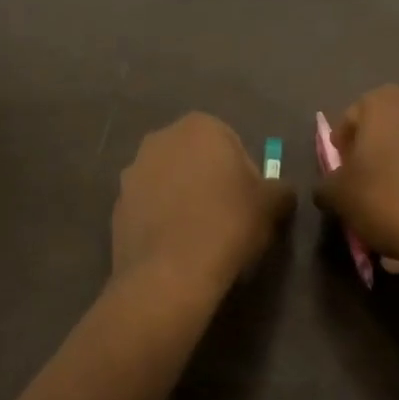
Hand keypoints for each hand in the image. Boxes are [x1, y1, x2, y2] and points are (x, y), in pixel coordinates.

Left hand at [112, 113, 294, 295]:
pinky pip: (149, 207)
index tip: (249, 203)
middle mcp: (161, 138)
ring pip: (170, 180)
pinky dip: (162, 219)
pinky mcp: (117, 204)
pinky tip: (176, 246)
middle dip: (210, 180)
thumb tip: (281, 192)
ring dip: (183, 198)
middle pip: (196, 158)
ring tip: (200, 235)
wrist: (170, 274)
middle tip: (228, 217)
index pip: (231, 143)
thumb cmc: (228, 224)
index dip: (244, 174)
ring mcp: (133, 170)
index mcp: (199, 126)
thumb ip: (281, 190)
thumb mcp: (272, 205)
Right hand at [316, 86, 398, 271]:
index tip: (342, 173)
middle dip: (376, 152)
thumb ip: (326, 185)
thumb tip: (327, 186)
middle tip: (369, 184)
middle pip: (387, 126)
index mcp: (384, 102)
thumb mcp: (341, 197)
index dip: (342, 147)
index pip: (351, 117)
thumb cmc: (391, 201)